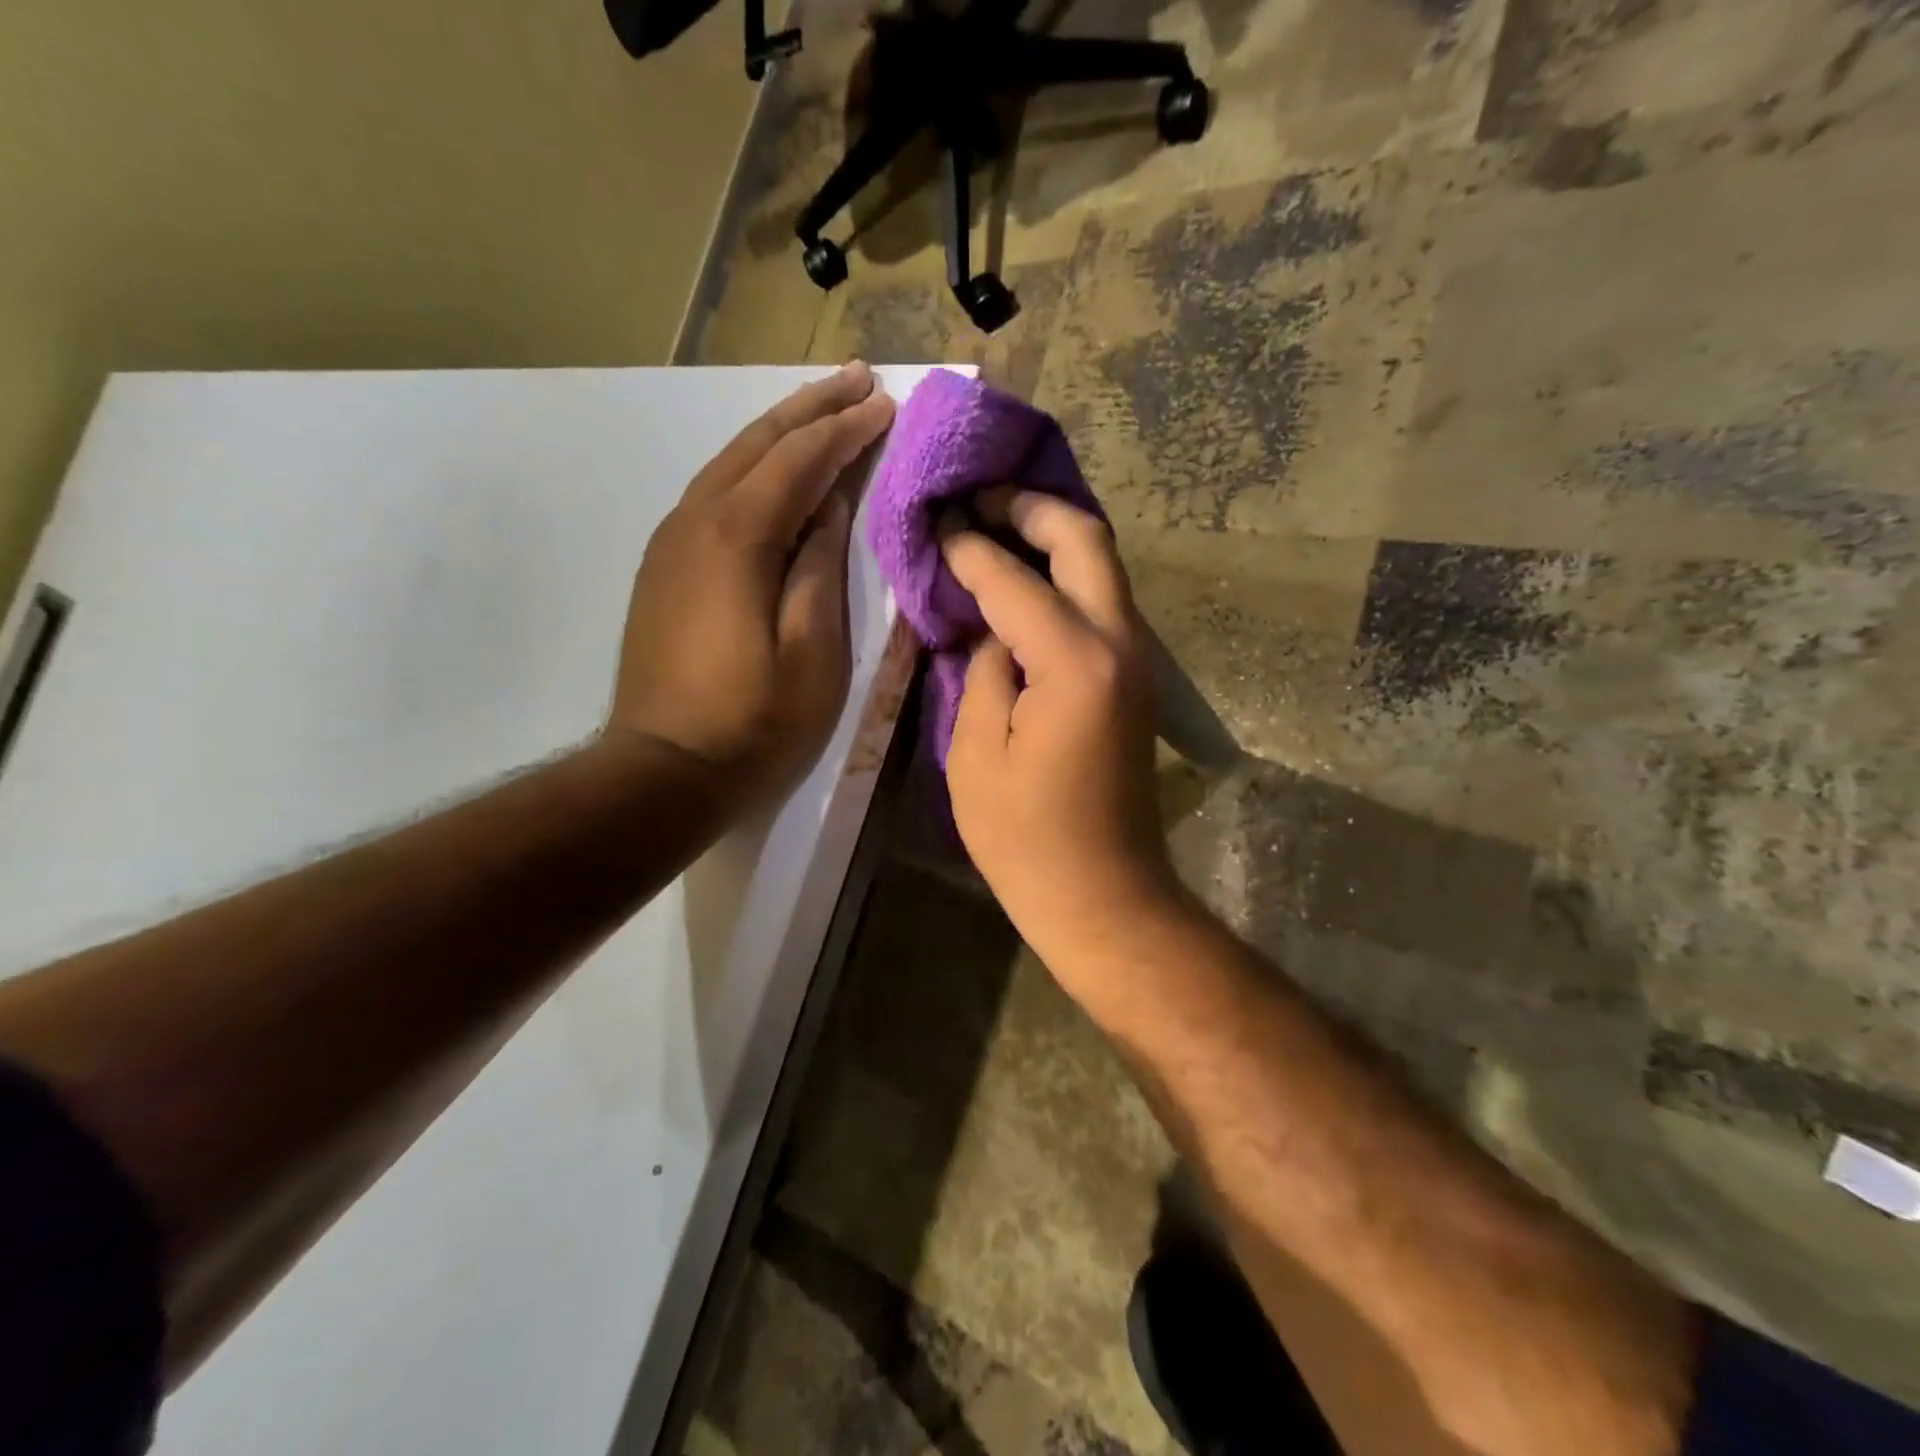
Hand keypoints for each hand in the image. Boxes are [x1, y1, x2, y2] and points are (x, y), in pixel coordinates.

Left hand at [609, 361, 894, 805]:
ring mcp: (671, 541)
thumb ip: (821, 569)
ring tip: (822, 409)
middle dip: (811, 408)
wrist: (664, 768)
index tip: (886, 403)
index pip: (800, 462)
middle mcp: (695, 520)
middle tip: (857, 379)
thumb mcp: (812, 652)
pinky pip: (714, 493)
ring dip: (779, 432)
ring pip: (730, 463)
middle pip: (758, 445)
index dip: (846, 430)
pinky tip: (773, 471)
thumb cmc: (753, 720)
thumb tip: (829, 508)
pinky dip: (752, 469)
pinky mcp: (664, 566)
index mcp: (737, 537)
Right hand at [940, 489, 1176, 977]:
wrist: (1104, 894)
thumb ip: (983, 671)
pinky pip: (1102, 602)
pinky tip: (1026, 580)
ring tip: (997, 526)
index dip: (968, 546)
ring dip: (1054, 536)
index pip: (1012, 577)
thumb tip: (991, 629)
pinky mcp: (1134, 679)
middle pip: (1086, 540)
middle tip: (979, 499)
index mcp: (1073, 661)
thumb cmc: (1026, 838)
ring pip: (1103, 566)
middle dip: (1030, 508)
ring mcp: (1137, 659)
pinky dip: (1066, 576)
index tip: (935, 522)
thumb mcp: (976, 754)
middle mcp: (1119, 643)